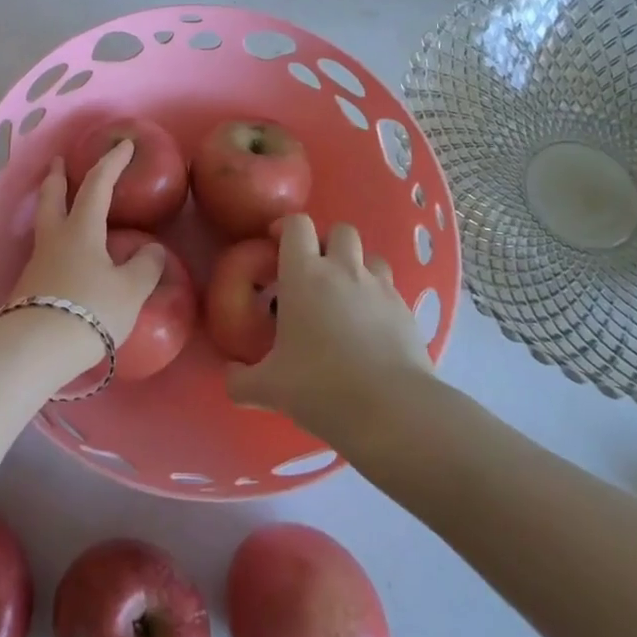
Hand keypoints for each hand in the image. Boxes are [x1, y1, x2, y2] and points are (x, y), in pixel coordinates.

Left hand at [6, 141, 166, 376]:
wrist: (36, 348)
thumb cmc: (90, 310)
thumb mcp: (130, 291)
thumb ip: (145, 267)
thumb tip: (152, 250)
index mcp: (81, 229)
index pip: (97, 185)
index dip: (112, 163)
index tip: (124, 145)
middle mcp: (54, 239)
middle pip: (51, 198)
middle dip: (57, 177)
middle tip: (57, 162)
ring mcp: (36, 263)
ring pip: (44, 224)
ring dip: (51, 207)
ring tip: (60, 207)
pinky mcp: (28, 288)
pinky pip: (44, 253)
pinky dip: (54, 242)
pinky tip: (63, 257)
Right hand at [225, 215, 429, 435]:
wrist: (392, 411)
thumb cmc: (321, 387)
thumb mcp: (269, 389)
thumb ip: (241, 380)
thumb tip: (230, 376)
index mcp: (304, 275)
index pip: (297, 225)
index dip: (286, 227)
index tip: (276, 243)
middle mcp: (343, 270)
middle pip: (340, 230)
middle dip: (327, 243)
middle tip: (314, 271)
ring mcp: (379, 287)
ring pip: (370, 255)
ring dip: (357, 266)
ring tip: (346, 294)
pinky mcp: (406, 310)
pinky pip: (390, 288)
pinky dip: (378, 297)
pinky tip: (371, 326)